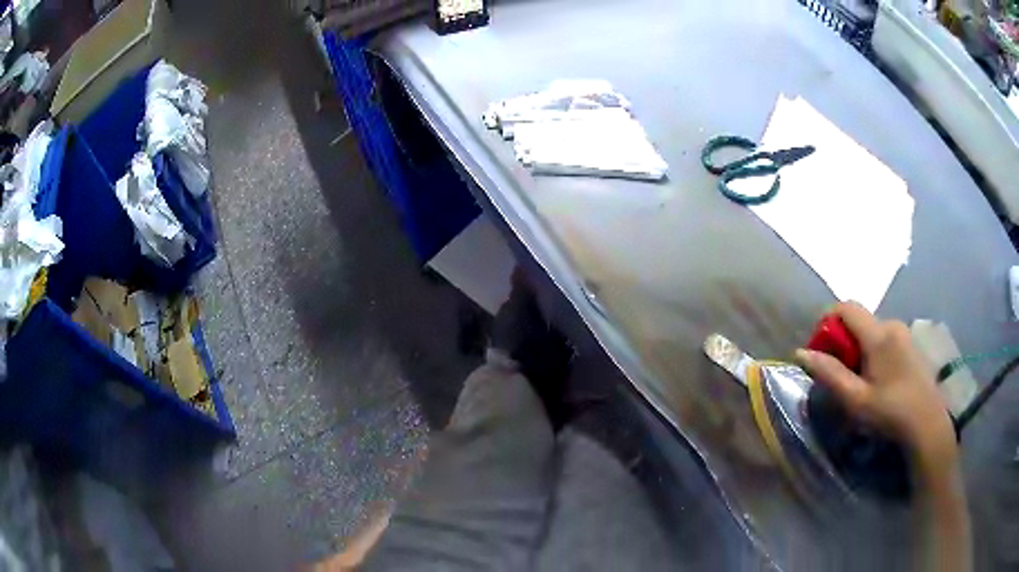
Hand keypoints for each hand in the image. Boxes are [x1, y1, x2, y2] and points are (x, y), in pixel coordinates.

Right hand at [794, 302, 957, 472]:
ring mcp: (904, 333)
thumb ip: (829, 374)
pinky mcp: (911, 344)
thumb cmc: (890, 413)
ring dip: (858, 349)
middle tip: (838, 375)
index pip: (846, 307)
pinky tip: (877, 381)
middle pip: (858, 320)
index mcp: (878, 334)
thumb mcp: (855, 400)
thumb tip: (801, 352)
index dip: (827, 322)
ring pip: (872, 330)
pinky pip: (885, 338)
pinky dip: (873, 352)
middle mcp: (892, 324)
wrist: (927, 425)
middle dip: (842, 341)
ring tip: (858, 382)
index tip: (820, 351)